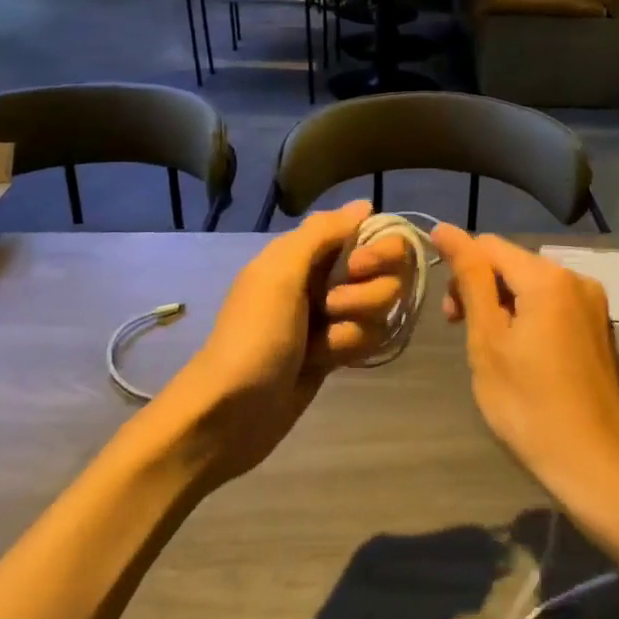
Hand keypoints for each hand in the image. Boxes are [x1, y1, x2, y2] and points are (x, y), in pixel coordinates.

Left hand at [169, 202, 406, 483]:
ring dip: (353, 328)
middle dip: (367, 295)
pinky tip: (325, 362)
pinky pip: (370, 337)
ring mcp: (333, 316)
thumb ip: (322, 233)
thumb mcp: (279, 274)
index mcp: (307, 252)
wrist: (231, 413)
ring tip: (320, 346)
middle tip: (331, 308)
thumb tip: (365, 205)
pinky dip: (350, 349)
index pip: (371, 234)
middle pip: (386, 273)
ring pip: (380, 309)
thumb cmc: (254, 336)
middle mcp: (325, 277)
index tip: (358, 268)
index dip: (377, 251)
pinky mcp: (337, 349)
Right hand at [432, 227, 618, 511]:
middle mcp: (576, 278)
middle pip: (513, 263)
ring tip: (490, 348)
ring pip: (532, 285)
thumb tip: (446, 230)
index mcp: (548, 277)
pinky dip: (528, 317)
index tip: (447, 313)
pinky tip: (521, 354)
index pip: (489, 246)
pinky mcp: (598, 327)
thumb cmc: (528, 405)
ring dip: (503, 305)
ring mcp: (593, 303)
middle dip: (481, 288)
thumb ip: (470, 279)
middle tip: (462, 333)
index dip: (458, 267)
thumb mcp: (488, 340)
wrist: (595, 462)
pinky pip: (553, 305)